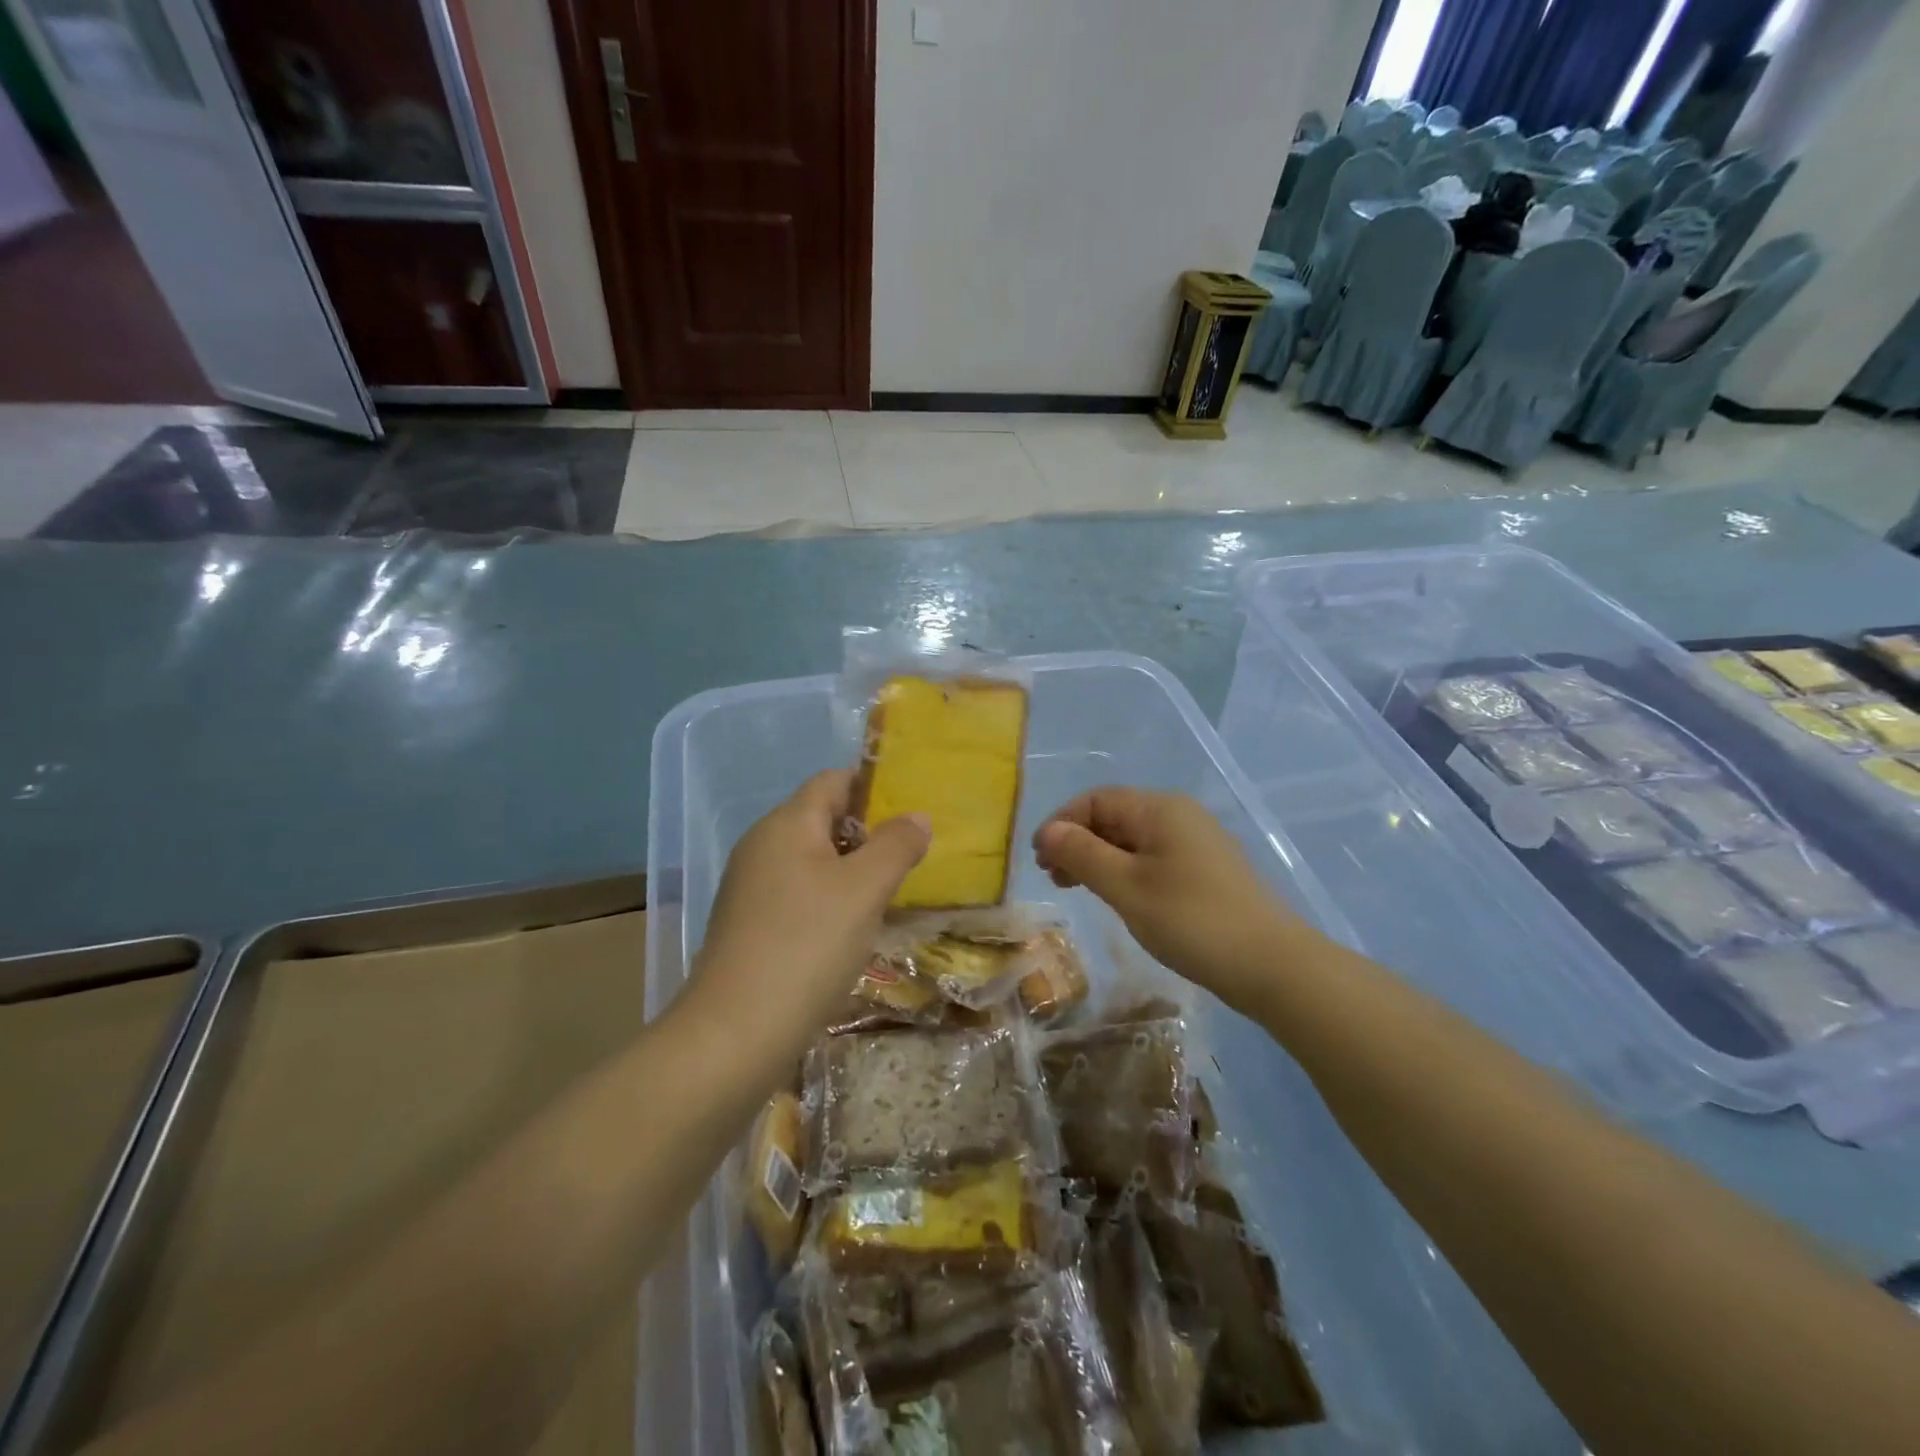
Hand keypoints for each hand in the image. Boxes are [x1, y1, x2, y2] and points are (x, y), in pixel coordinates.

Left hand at [686, 771, 929, 1067]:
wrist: (735, 1033)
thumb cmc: (807, 945)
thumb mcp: (865, 890)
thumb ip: (896, 845)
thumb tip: (917, 816)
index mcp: (786, 824)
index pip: (833, 781)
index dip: (874, 787)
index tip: (913, 809)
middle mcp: (763, 846)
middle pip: (823, 819)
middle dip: (869, 832)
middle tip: (911, 855)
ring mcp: (752, 887)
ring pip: (813, 860)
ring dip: (852, 870)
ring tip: (892, 892)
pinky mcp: (750, 925)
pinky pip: (799, 894)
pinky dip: (830, 900)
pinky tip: (854, 929)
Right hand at [1033, 788, 1304, 1013]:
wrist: (1273, 965)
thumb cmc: (1192, 920)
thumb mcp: (1127, 888)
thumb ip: (1083, 855)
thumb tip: (1048, 831)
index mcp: (1159, 809)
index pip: (1096, 800)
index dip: (1061, 824)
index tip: (1039, 860)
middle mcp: (1178, 815)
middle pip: (1114, 816)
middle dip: (1077, 841)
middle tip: (1052, 877)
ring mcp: (1196, 842)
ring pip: (1132, 839)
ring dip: (1098, 858)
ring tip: (1077, 889)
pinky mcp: (1206, 869)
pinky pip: (1153, 857)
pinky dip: (1125, 870)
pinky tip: (1119, 897)